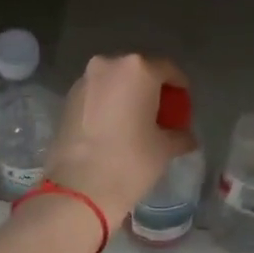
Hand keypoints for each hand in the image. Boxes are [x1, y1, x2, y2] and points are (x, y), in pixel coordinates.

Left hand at [48, 54, 197, 227]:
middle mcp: (108, 65)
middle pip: (137, 71)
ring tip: (135, 121)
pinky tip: (113, 128)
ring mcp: (84, 81)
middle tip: (161, 112)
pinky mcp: (67, 99)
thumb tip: (186, 136)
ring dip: (126, 95)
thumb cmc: (130, 161)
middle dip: (150, 89)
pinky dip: (107, 104)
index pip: (167, 69)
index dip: (179, 86)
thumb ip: (180, 135)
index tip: (183, 102)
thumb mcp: (165, 148)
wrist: (79, 187)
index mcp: (137, 69)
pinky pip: (96, 95)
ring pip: (113, 82)